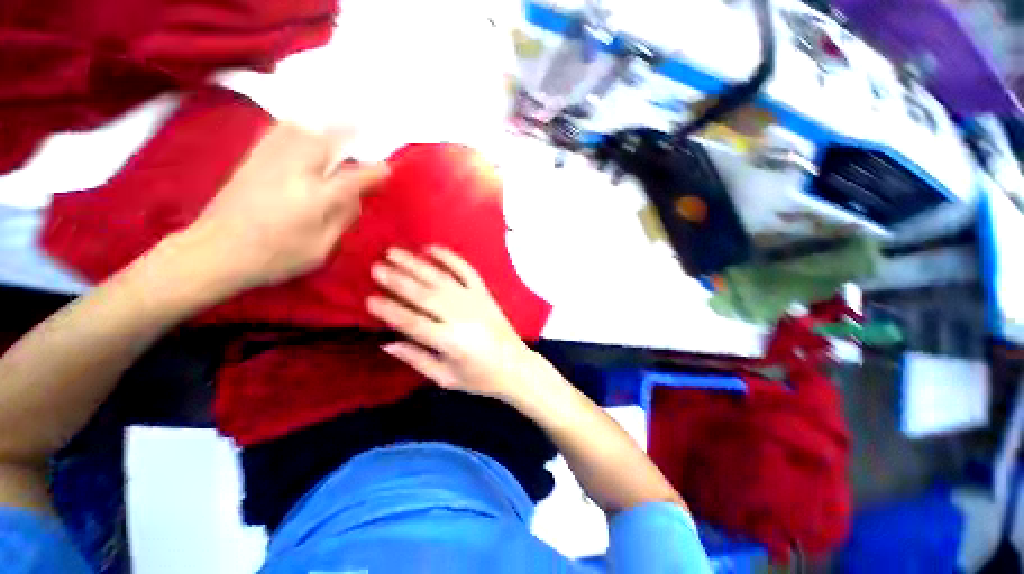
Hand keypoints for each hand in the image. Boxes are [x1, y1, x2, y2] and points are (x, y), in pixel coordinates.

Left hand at [183, 123, 389, 291]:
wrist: (214, 252)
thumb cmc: (274, 257)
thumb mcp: (320, 249)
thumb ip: (341, 220)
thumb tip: (356, 199)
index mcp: (315, 198)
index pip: (353, 179)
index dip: (374, 173)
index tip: (387, 169)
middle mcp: (294, 171)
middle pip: (326, 141)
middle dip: (348, 131)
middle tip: (363, 126)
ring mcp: (269, 161)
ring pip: (300, 129)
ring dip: (322, 124)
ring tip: (335, 121)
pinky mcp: (250, 160)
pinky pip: (277, 132)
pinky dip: (295, 125)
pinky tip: (301, 127)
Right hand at [367, 246, 536, 401]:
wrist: (515, 366)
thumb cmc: (479, 377)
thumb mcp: (446, 378)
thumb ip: (417, 359)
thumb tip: (386, 342)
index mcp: (451, 342)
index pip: (413, 323)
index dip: (390, 310)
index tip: (369, 299)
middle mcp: (462, 317)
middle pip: (426, 295)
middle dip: (399, 280)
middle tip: (376, 267)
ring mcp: (475, 301)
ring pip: (442, 279)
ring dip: (417, 264)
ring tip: (394, 252)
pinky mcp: (485, 293)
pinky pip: (467, 271)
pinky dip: (450, 258)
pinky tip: (431, 248)